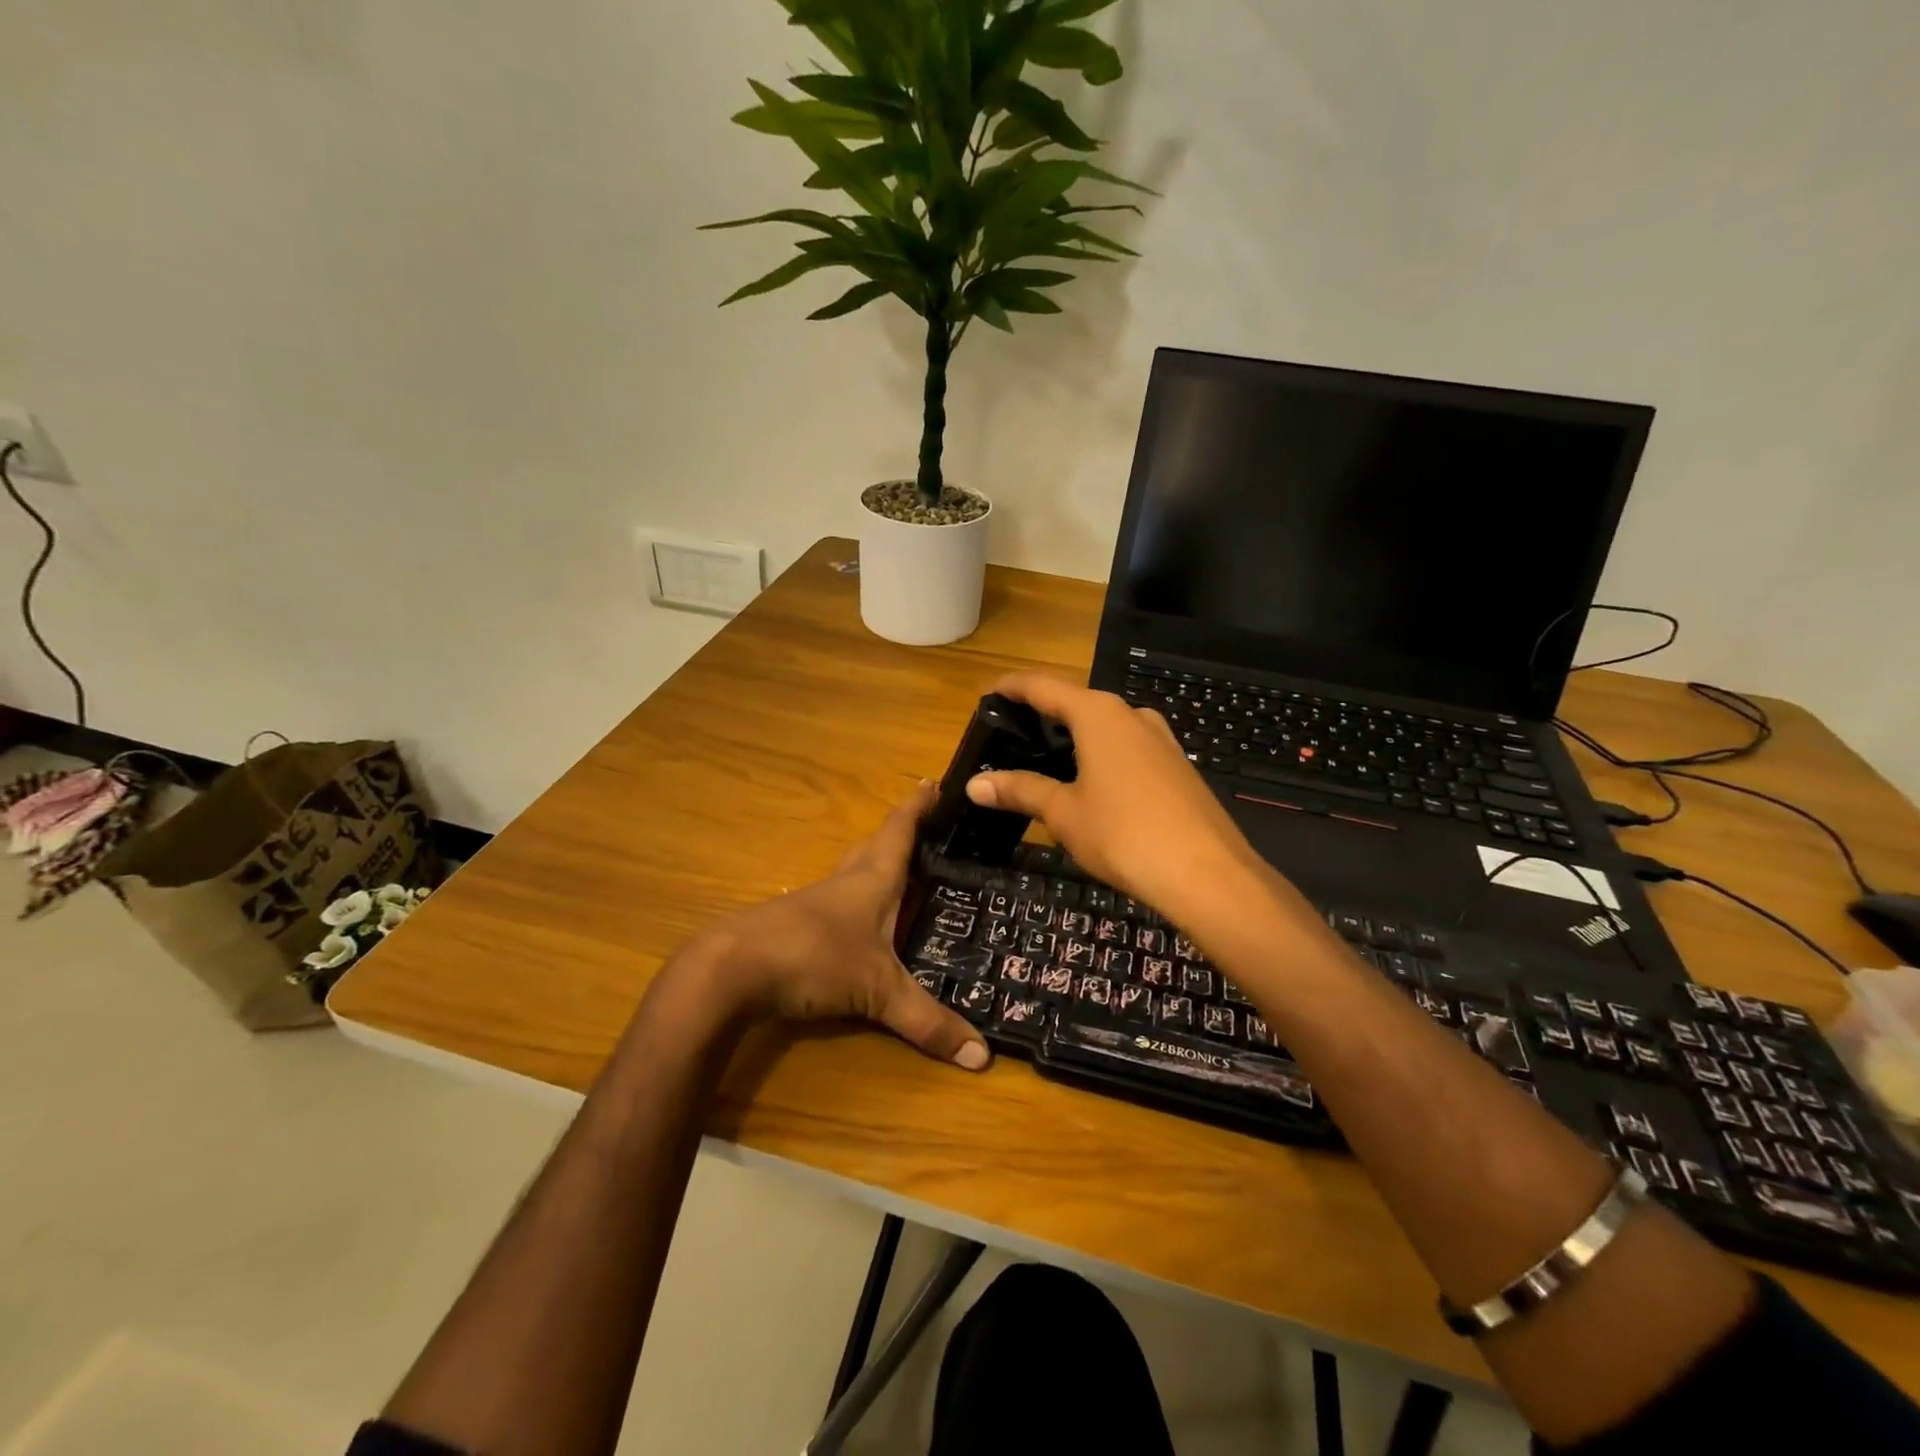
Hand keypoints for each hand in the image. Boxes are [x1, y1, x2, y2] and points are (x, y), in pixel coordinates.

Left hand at [653, 782, 989, 1070]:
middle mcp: (844, 882)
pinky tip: (858, 926)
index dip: (919, 806)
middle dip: (900, 834)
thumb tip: (982, 1056)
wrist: (731, 970)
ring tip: (901, 876)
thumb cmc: (814, 958)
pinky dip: (854, 904)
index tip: (935, 781)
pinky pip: (834, 905)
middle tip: (927, 831)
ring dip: (875, 868)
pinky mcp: (794, 926)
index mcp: (872, 879)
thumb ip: (928, 1022)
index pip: (900, 830)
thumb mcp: (878, 992)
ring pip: (852, 873)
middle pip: (874, 846)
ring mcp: (814, 902)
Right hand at [964, 672, 1267, 923]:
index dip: (1012, 688)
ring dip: (1075, 737)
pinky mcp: (1177, 764)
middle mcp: (1131, 715)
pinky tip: (1092, 785)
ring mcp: (1160, 738)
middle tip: (1011, 738)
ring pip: (1106, 727)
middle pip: (1076, 703)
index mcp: (1098, 714)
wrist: (1207, 873)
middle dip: (1043, 716)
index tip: (988, 695)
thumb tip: (974, 785)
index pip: (1043, 686)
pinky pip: (1128, 748)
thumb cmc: (1123, 834)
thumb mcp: (1063, 812)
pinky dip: (1101, 755)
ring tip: (1046, 762)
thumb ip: (1020, 790)